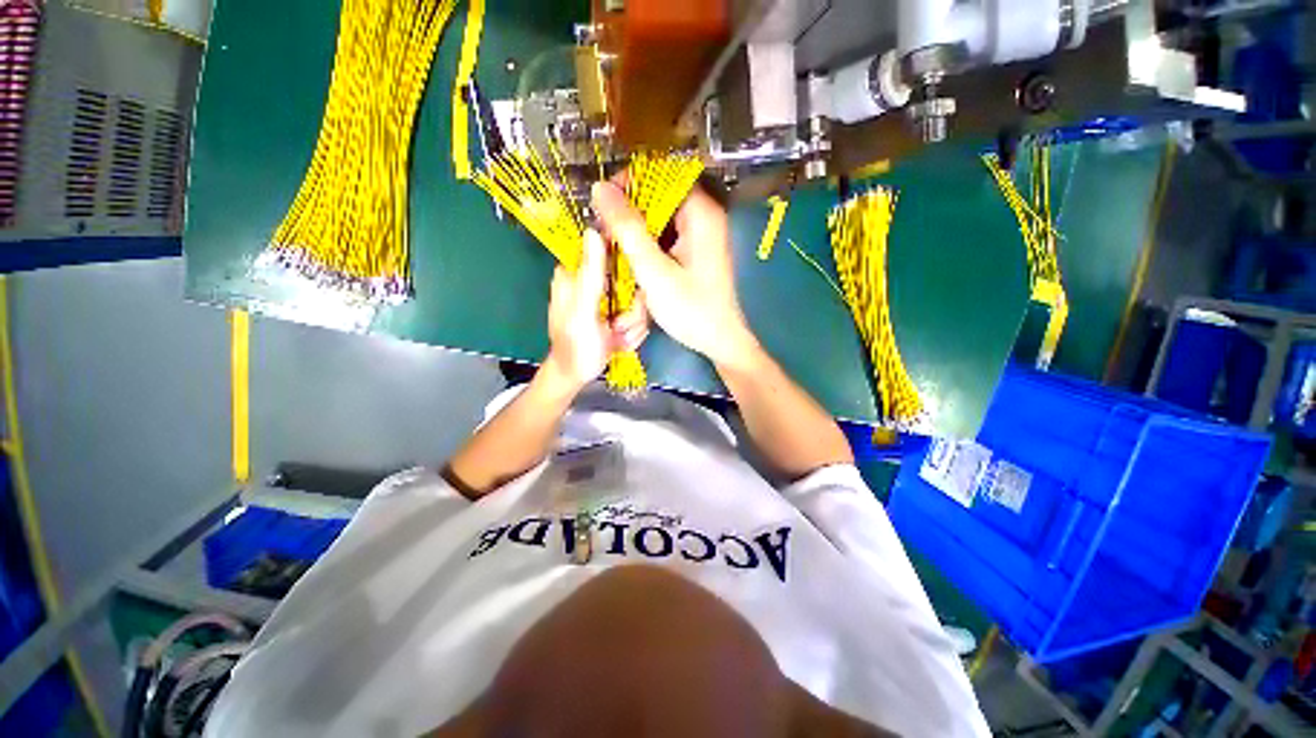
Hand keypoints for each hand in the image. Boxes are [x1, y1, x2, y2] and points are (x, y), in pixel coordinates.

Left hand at [545, 229, 648, 388]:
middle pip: (632, 280)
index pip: (611, 252)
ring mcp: (608, 299)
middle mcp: (593, 283)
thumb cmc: (575, 346)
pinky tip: (619, 340)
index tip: (630, 292)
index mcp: (577, 274)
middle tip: (618, 326)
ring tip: (616, 336)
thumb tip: (594, 232)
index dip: (627, 268)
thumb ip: (591, 275)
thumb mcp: (583, 311)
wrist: (575, 375)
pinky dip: (632, 332)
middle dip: (632, 310)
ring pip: (639, 301)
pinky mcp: (618, 313)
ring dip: (632, 325)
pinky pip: (639, 316)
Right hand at [591, 181, 757, 370]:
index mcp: (701, 213)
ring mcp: (699, 234)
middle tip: (605, 234)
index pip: (661, 175)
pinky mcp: (694, 251)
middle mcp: (703, 216)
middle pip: (658, 197)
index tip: (604, 205)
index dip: (629, 183)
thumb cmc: (691, 309)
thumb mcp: (654, 271)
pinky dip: (646, 245)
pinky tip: (632, 262)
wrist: (718, 341)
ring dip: (635, 232)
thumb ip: (628, 230)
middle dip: (629, 213)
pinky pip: (664, 236)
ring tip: (615, 251)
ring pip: (658, 218)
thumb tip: (600, 188)